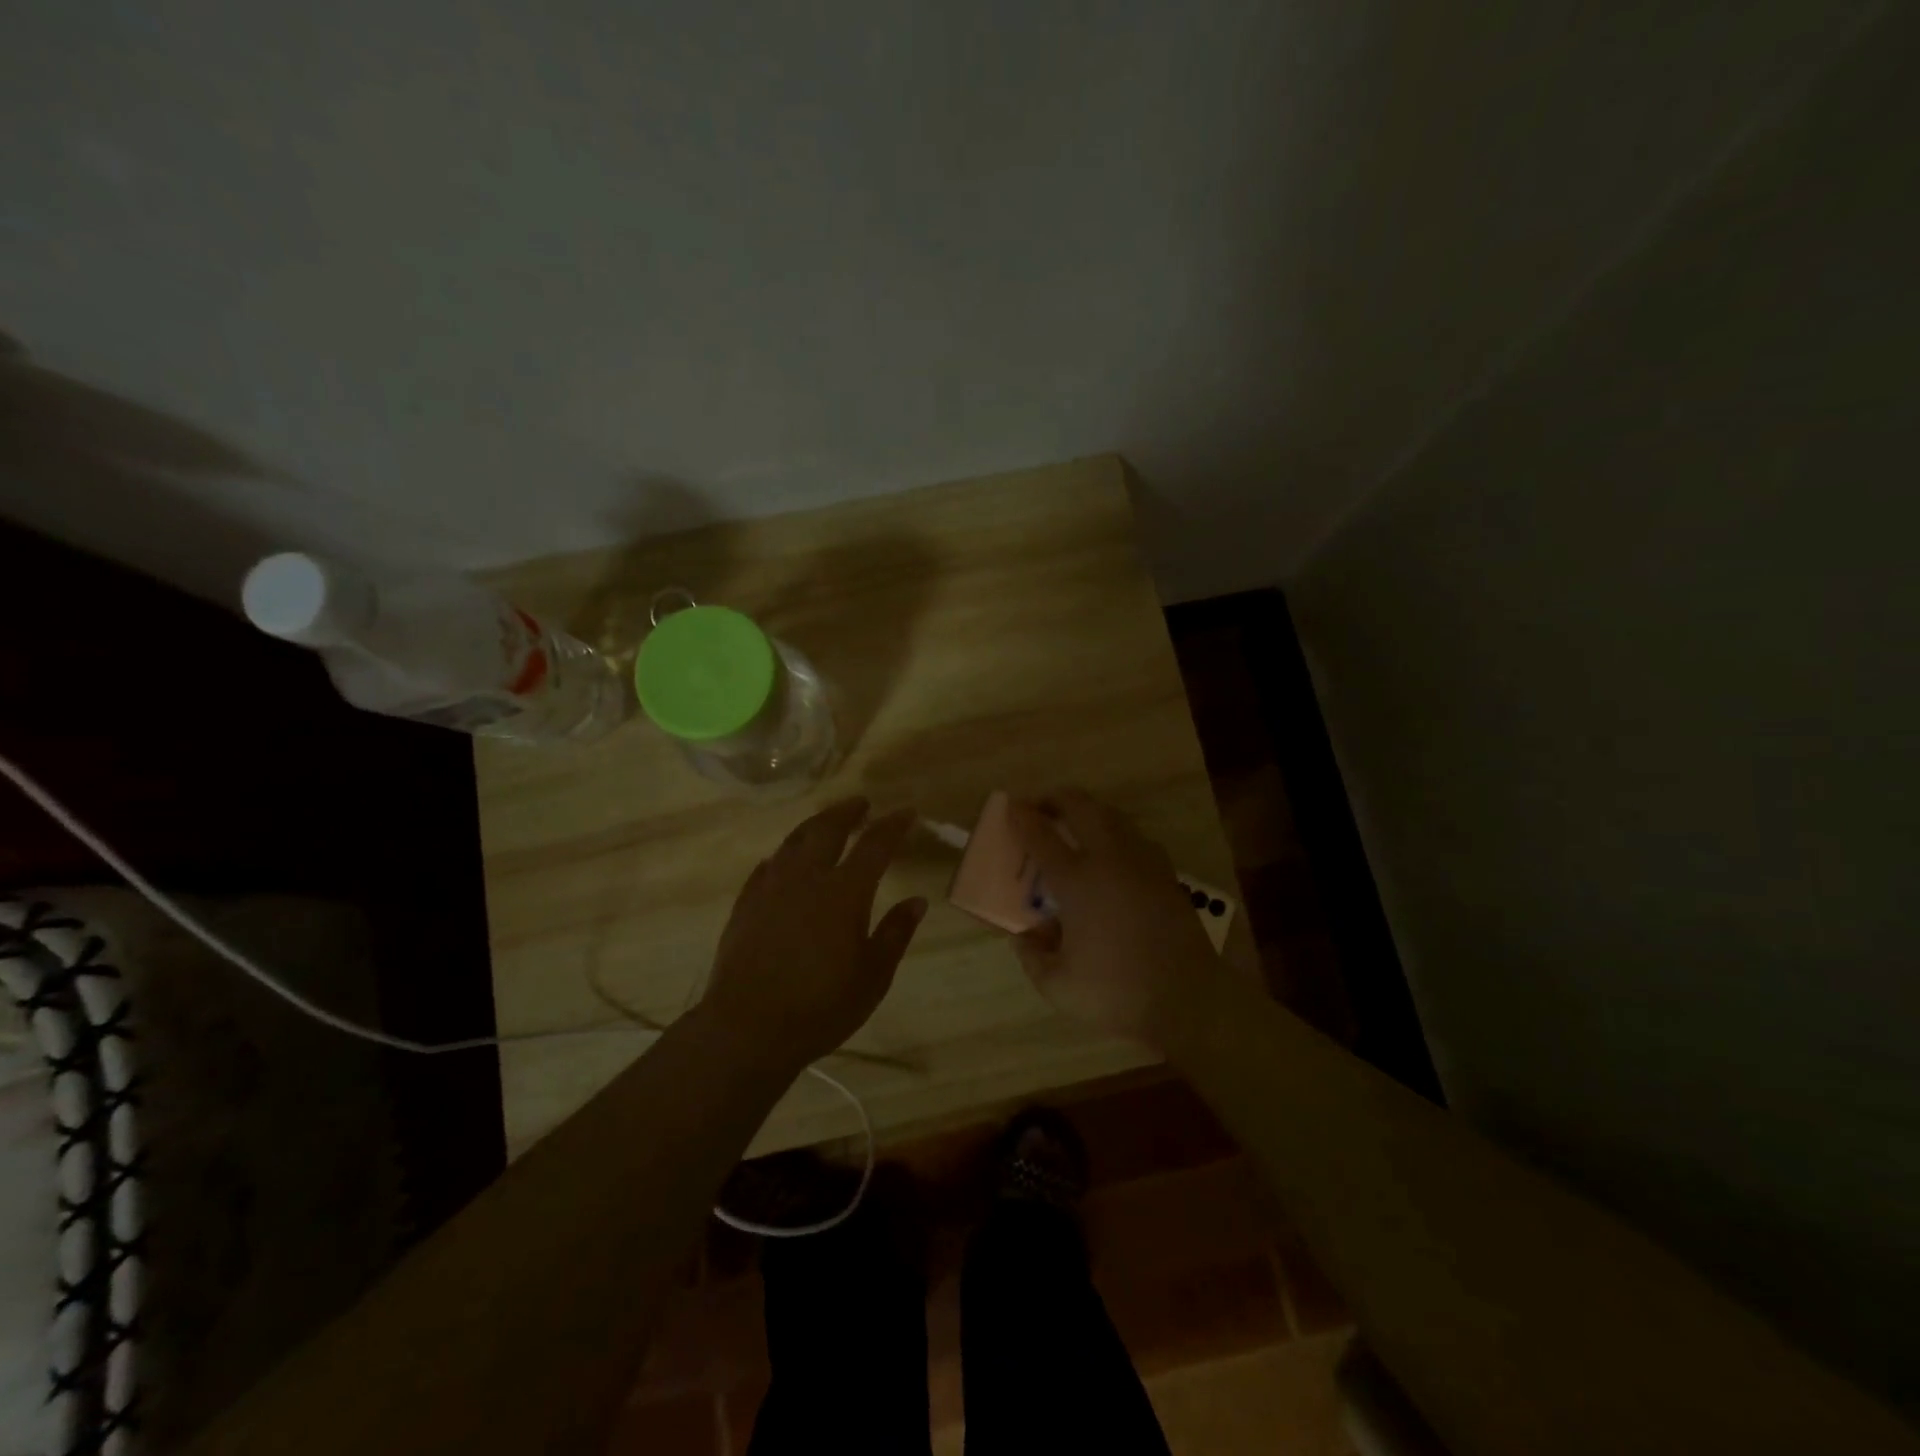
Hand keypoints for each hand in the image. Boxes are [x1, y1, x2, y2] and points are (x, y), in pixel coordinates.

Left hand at [700, 798, 925, 1068]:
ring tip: (825, 822)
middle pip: (827, 829)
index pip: (874, 845)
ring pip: (793, 841)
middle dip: (847, 812)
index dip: (892, 825)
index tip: (906, 811)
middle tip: (860, 804)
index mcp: (844, 892)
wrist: (748, 1028)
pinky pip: (766, 867)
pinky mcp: (745, 904)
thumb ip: (895, 933)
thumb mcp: (873, 976)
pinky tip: (783, 861)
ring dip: (814, 826)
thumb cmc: (821, 1006)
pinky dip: (782, 856)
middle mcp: (807, 878)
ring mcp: (771, 888)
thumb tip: (917, 901)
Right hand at [1007, 790, 1223, 1047]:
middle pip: (1081, 807)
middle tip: (1040, 808)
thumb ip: (1033, 957)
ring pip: (1112, 815)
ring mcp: (1143, 863)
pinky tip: (1110, 854)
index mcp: (1078, 882)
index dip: (1022, 818)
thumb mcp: (1058, 986)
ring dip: (1087, 811)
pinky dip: (1115, 832)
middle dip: (1056, 799)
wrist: (1188, 1000)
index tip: (1011, 807)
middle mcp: (1110, 860)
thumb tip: (1024, 936)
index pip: (1041, 836)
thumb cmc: (1117, 992)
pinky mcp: (1166, 874)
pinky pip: (1135, 837)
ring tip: (1073, 824)